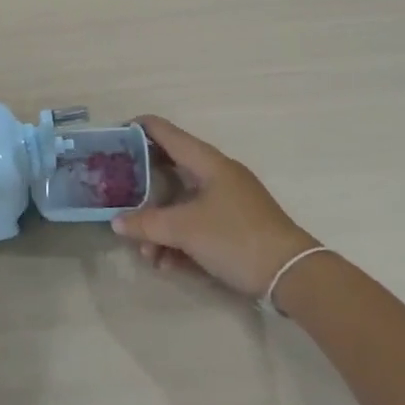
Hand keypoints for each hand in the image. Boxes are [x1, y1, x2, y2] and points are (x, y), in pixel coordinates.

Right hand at [112, 115, 320, 297]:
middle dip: (143, 191)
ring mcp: (227, 203)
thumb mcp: (184, 230)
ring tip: (146, 254)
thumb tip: (117, 222)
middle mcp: (217, 176)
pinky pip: (196, 226)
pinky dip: (179, 241)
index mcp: (208, 163)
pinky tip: (166, 264)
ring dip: (160, 227)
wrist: (291, 275)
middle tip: (118, 197)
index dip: (140, 129)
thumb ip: (147, 224)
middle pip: (170, 171)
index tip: (114, 134)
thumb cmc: (235, 238)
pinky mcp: (234, 228)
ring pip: (181, 205)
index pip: (167, 133)